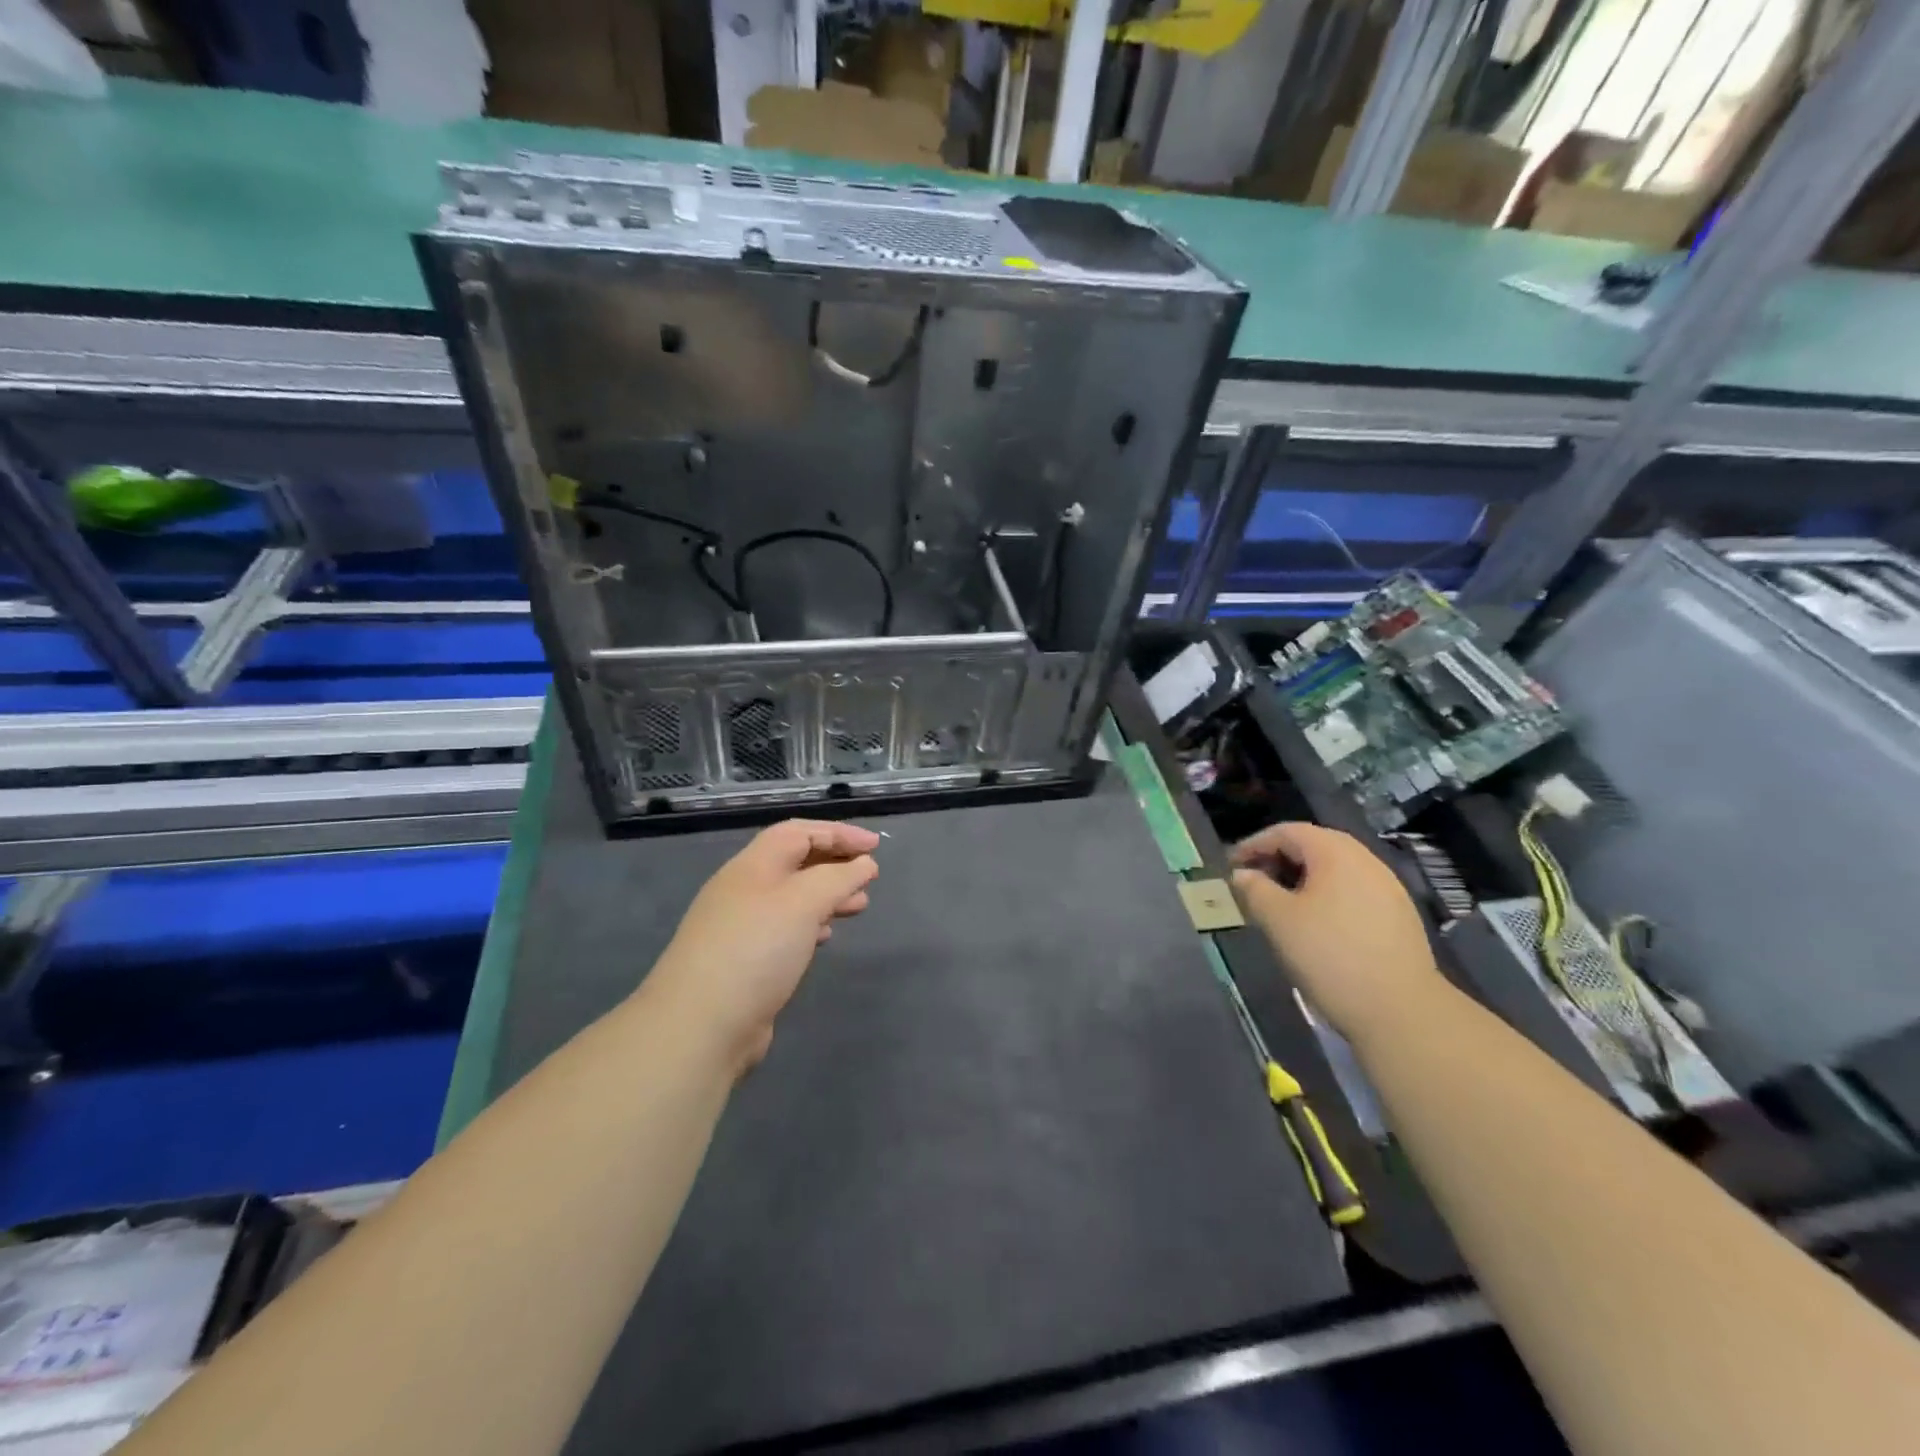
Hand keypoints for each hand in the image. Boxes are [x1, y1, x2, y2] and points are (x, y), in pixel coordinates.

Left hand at [648, 820, 879, 1072]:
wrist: (700, 1026)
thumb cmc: (756, 949)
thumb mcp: (804, 902)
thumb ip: (838, 878)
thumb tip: (864, 865)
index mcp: (753, 865)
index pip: (799, 832)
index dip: (839, 833)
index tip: (876, 847)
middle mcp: (744, 889)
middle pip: (795, 862)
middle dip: (835, 864)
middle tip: (870, 877)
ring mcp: (741, 926)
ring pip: (792, 897)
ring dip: (827, 895)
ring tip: (859, 906)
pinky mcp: (744, 961)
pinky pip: (784, 928)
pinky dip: (811, 924)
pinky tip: (826, 936)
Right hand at [1231, 822, 1446, 1044]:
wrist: (1400, 1010)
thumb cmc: (1329, 955)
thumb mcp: (1278, 920)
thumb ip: (1254, 889)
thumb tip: (1242, 874)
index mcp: (1336, 853)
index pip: (1287, 832)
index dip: (1254, 844)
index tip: (1231, 867)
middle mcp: (1365, 861)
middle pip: (1314, 846)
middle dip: (1278, 859)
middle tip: (1253, 882)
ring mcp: (1388, 888)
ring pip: (1335, 870)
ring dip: (1302, 878)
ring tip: (1279, 904)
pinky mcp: (1399, 915)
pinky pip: (1353, 891)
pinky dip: (1326, 896)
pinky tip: (1315, 924)